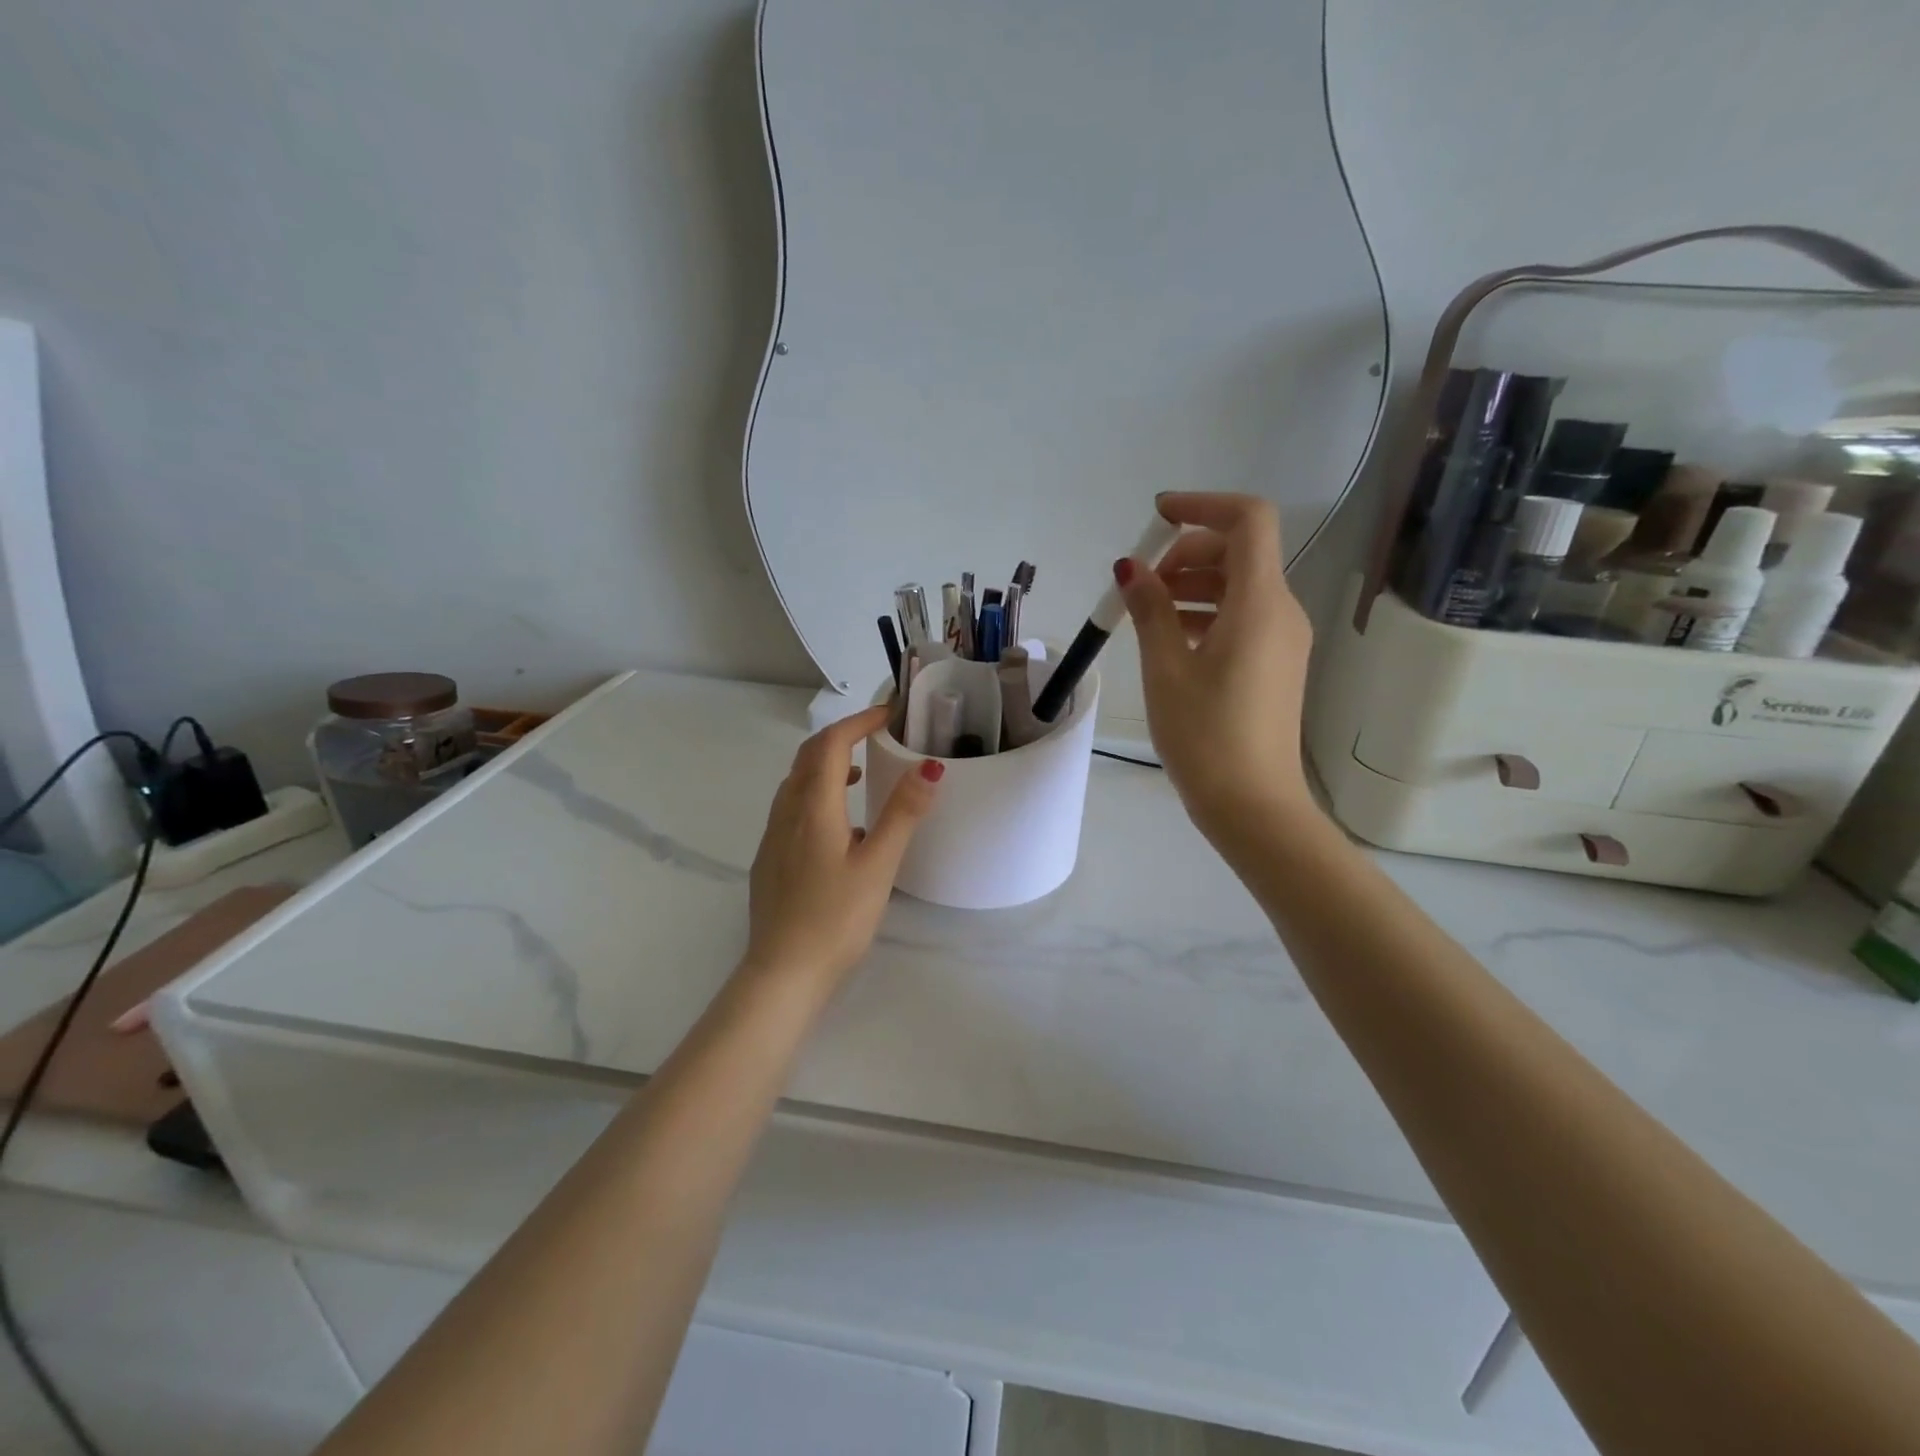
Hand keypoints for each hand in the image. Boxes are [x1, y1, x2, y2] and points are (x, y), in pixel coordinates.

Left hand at [743, 704, 942, 985]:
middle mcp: (786, 814)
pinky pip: (792, 810)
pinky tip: (841, 829)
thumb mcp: (878, 866)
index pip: (830, 744)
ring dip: (826, 767)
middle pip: (807, 758)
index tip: (888, 715)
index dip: (858, 722)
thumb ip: (902, 814)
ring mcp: (773, 838)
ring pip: (796, 784)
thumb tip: (928, 767)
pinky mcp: (770, 861)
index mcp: (813, 808)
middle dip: (840, 738)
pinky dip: (816, 796)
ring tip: (861, 777)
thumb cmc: (836, 919)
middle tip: (875, 737)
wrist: (783, 974)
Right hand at [1115, 492, 1315, 841]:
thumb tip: (1131, 568)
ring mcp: (1283, 639)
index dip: (1202, 505)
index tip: (1156, 518)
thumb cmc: (1205, 735)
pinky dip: (1206, 613)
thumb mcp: (1166, 668)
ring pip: (1239, 586)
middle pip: (1240, 552)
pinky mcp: (1276, 664)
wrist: (1253, 805)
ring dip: (1192, 585)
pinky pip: (1242, 617)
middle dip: (1186, 553)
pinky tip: (1170, 639)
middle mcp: (1281, 611)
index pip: (1248, 520)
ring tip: (1145, 613)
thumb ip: (1150, 609)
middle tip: (1140, 584)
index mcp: (1260, 603)